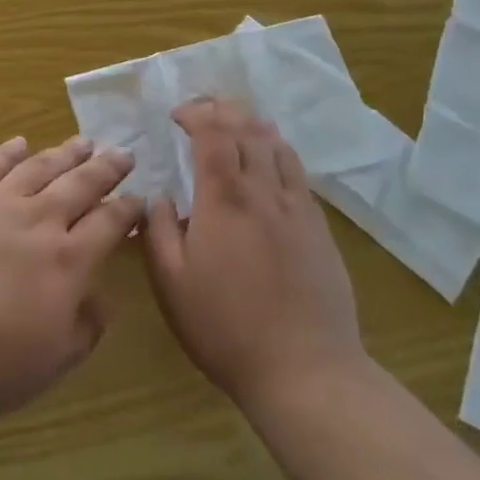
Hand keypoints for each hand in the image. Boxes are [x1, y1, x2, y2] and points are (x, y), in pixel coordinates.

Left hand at [0, 136, 143, 426]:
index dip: (127, 209)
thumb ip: (84, 330)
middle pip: (81, 184)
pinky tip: (20, 142)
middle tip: (123, 153)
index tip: (139, 197)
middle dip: (106, 168)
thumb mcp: (49, 364)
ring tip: (83, 141)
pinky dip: (8, 151)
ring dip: (65, 152)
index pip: (109, 223)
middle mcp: (39, 221)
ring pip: (40, 167)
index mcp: (68, 262)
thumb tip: (102, 301)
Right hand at [143, 98, 366, 411]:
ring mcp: (296, 207)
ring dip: (253, 125)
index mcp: (223, 199)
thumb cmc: (226, 327)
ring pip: (277, 145)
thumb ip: (160, 231)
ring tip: (237, 123)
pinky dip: (279, 151)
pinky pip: (298, 172)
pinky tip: (271, 160)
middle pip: (247, 129)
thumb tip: (160, 197)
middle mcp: (262, 191)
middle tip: (203, 109)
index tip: (177, 115)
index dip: (195, 114)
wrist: (306, 370)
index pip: (212, 134)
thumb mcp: (172, 284)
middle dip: (222, 109)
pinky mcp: (319, 227)